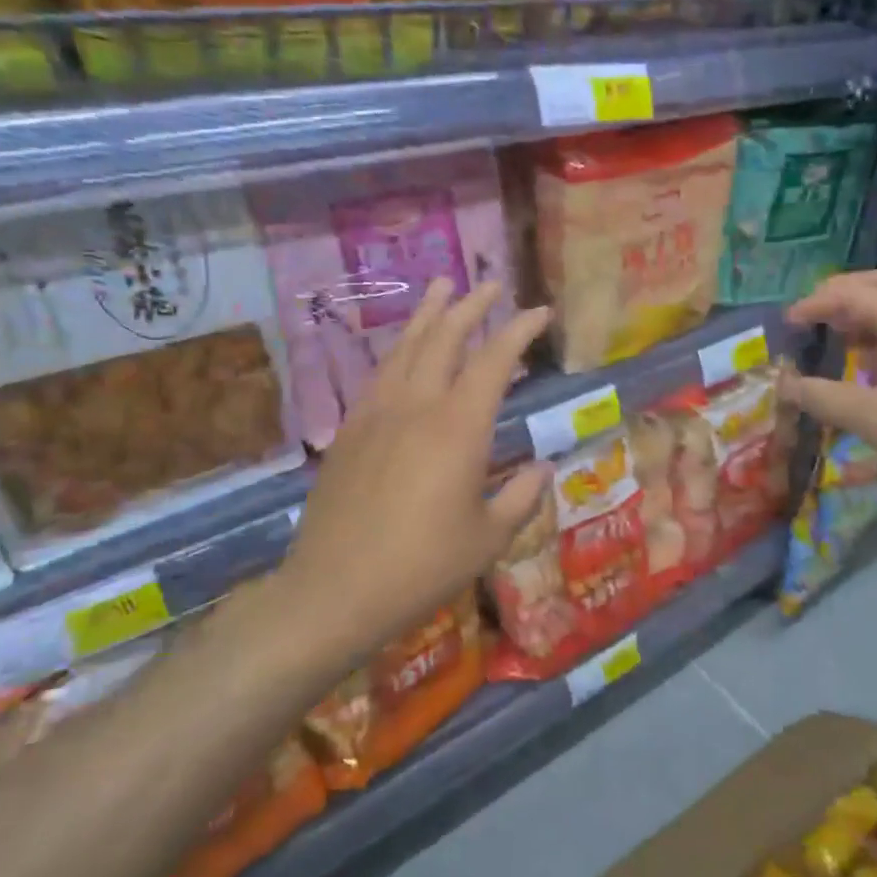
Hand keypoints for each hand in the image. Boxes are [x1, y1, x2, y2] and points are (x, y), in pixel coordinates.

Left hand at [275, 279, 551, 672]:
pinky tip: (403, 352)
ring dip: (428, 315)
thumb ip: (521, 496)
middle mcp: (416, 407)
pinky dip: (399, 351)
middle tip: (489, 284)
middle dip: (470, 306)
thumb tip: (542, 468)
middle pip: (444, 339)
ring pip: (405, 348)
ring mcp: (375, 415)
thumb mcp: (489, 538)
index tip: (539, 311)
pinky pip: (379, 375)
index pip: (494, 361)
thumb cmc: (424, 566)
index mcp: (458, 428)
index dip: (518, 330)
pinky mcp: (349, 433)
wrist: (335, 592)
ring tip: (441, 289)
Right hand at [775, 270, 876, 499]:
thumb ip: (822, 398)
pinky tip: (874, 360)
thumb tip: (785, 385)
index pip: (851, 294)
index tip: (788, 322)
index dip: (815, 304)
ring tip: (839, 335)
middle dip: (843, 292)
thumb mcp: (870, 418)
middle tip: (814, 314)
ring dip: (866, 308)